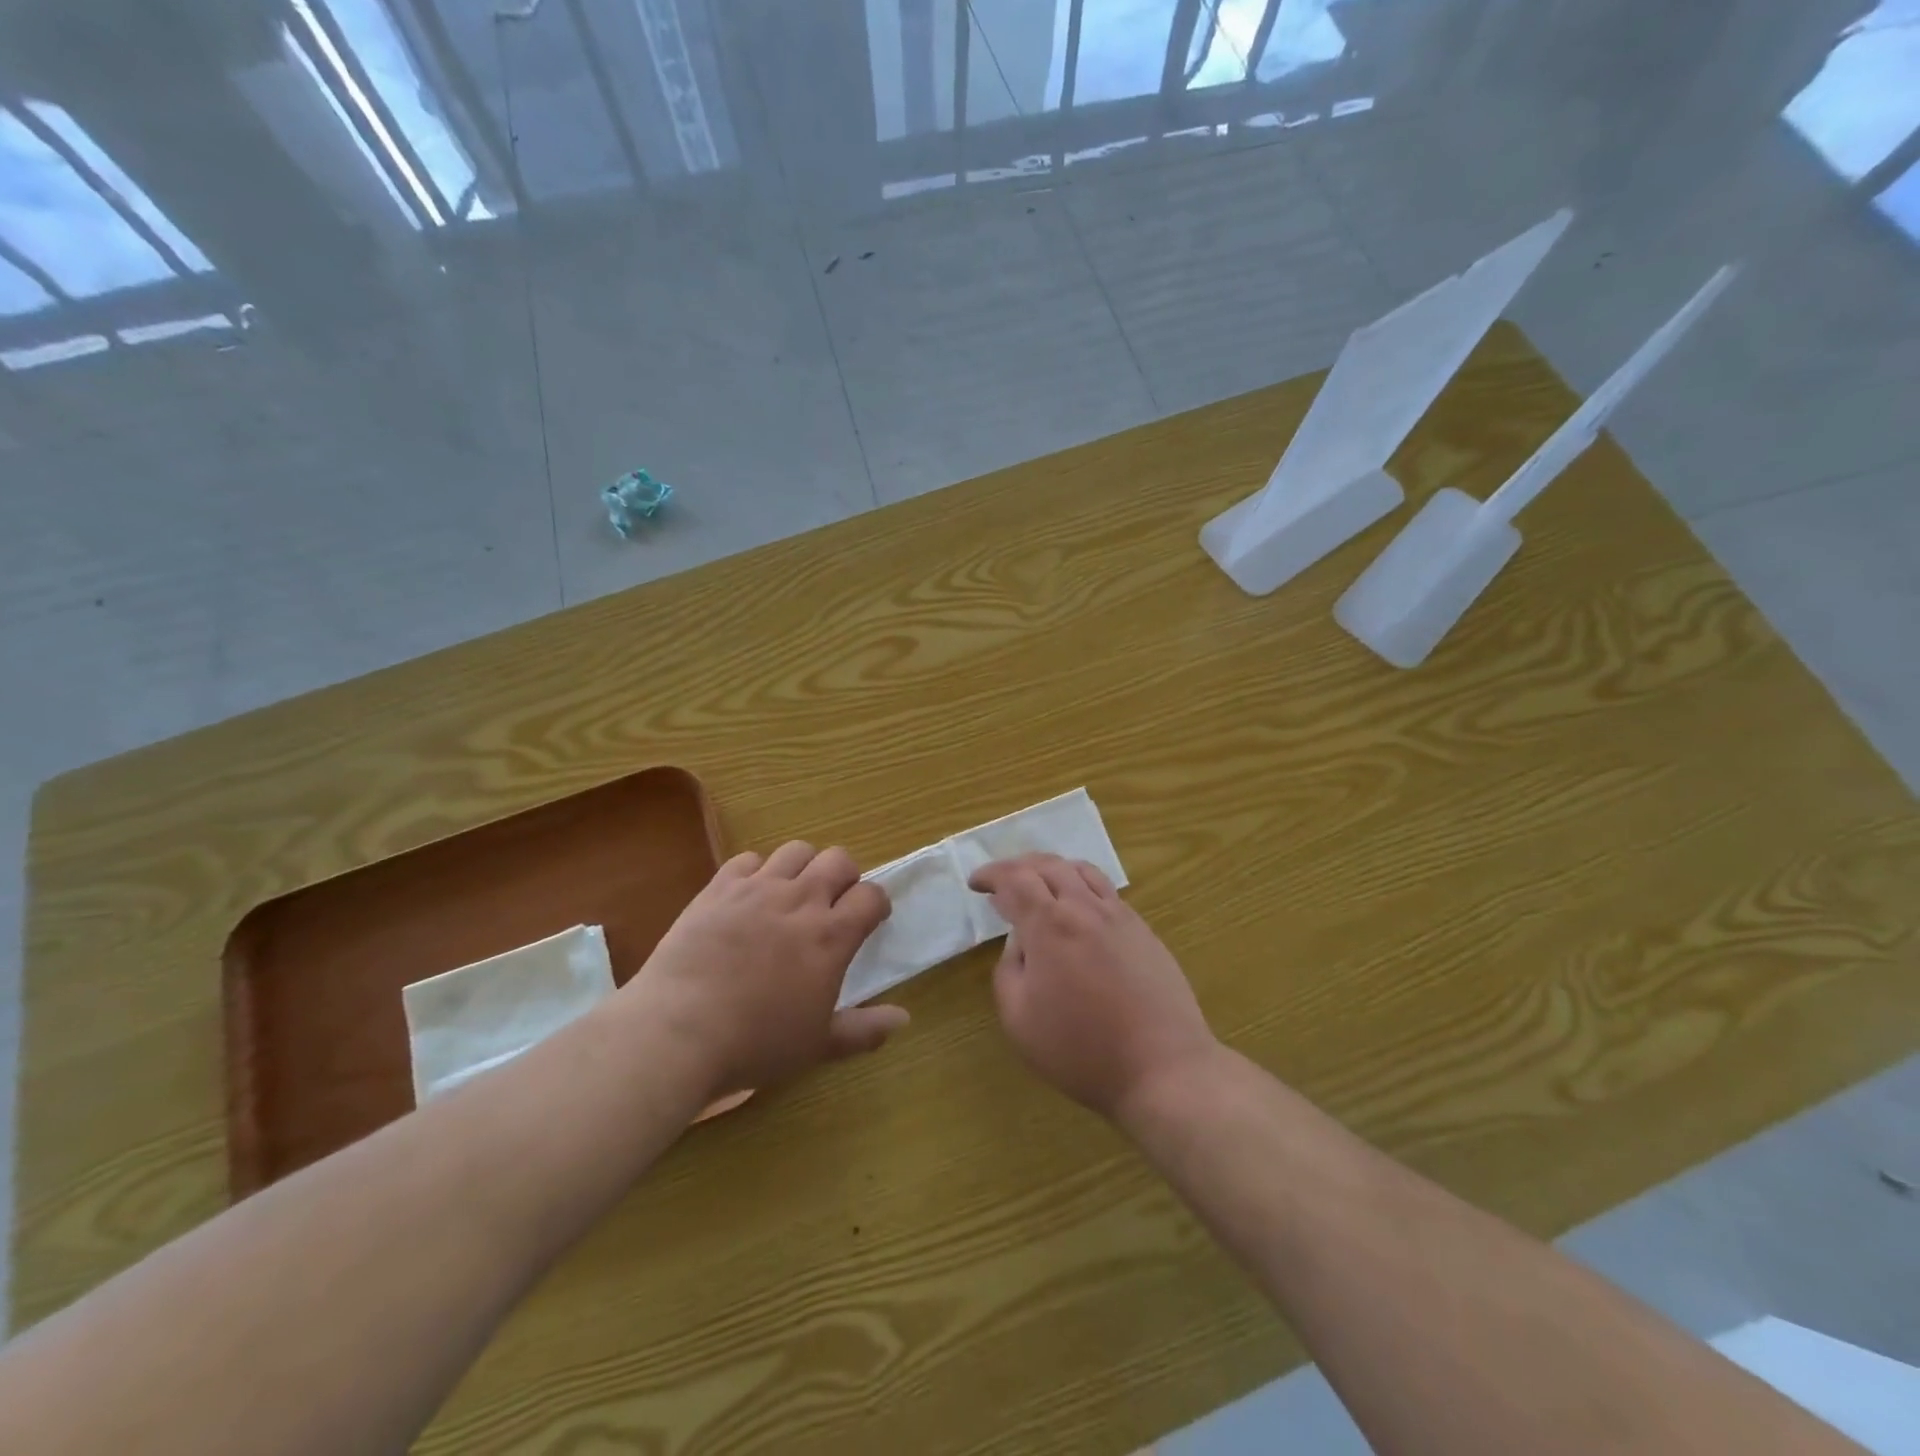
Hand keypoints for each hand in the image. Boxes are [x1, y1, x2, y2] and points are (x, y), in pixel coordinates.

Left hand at [621, 843, 906, 1099]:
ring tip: (793, 893)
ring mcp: (757, 889)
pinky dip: (756, 871)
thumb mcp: (817, 1045)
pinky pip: (748, 859)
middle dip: (845, 876)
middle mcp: (800, 901)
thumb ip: (864, 1030)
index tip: (870, 919)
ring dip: (803, 867)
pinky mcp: (719, 888)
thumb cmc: (754, 1043)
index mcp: (831, 936)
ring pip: (796, 850)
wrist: (677, 1032)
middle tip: (833, 903)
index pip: (871, 895)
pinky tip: (748, 896)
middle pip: (838, 859)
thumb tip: (904, 1017)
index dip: (876, 903)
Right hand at [969, 854, 1218, 1122]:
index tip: (976, 884)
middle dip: (1018, 866)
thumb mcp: (1019, 1019)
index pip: (1015, 879)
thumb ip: (1009, 970)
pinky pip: (1106, 892)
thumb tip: (1020, 942)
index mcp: (1050, 925)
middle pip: (1049, 865)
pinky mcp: (1143, 931)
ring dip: (1053, 869)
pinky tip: (1078, 910)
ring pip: (1082, 871)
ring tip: (1039, 884)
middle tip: (1001, 882)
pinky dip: (1081, 886)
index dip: (991, 875)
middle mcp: (1085, 908)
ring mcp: (1120, 916)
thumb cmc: (1081, 1050)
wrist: (1162, 1068)